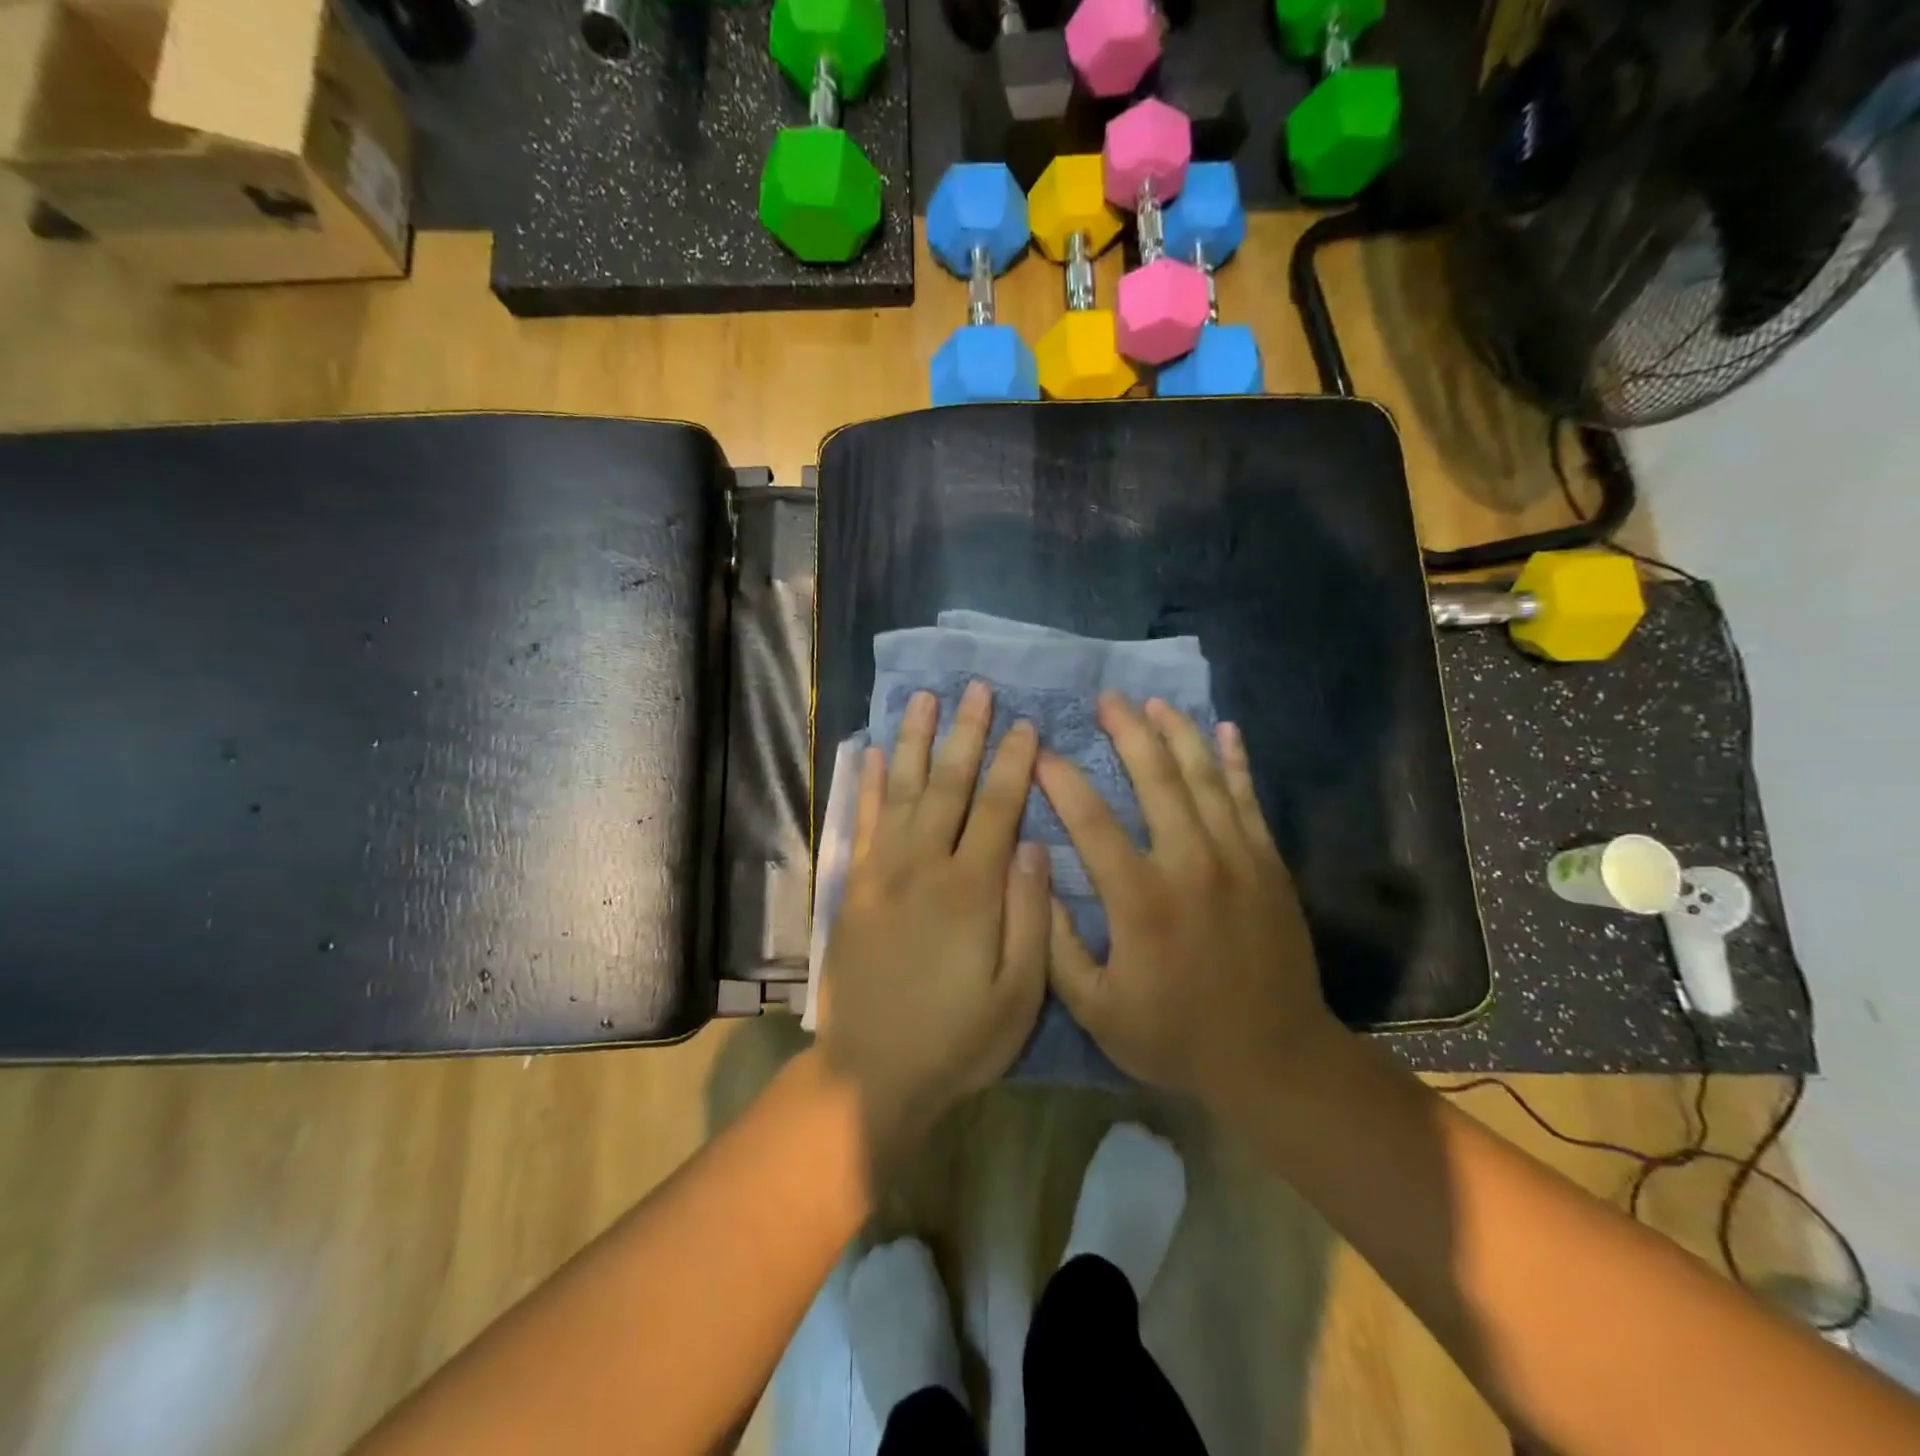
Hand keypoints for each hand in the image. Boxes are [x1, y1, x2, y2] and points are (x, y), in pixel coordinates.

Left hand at [816, 681, 1049, 1152]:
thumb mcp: (1018, 994)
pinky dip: (865, 784)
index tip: (1026, 724)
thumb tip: (1036, 845)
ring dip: (912, 741)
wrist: (873, 1073)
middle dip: (965, 733)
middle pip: (948, 784)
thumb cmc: (958, 1038)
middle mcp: (923, 866)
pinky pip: (861, 822)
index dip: (1014, 763)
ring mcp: (881, 872)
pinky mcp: (853, 886)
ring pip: (899, 789)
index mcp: (971, 889)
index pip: (998, 807)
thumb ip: (1030, 914)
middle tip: (976, 689)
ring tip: (923, 698)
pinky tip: (868, 752)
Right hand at [1037, 694, 1332, 1106]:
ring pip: (1204, 777)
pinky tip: (1224, 730)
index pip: (1092, 821)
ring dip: (1177, 734)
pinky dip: (1235, 762)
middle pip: (1156, 779)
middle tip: (1106, 699)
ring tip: (1153, 703)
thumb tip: (1033, 875)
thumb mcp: (1097, 1009)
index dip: (1062, 780)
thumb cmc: (1176, 1036)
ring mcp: (1237, 858)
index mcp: (1141, 900)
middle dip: (1128, 732)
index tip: (1038, 750)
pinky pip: (1248, 799)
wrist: (1274, 1059)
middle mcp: (1190, 864)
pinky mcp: (1269, 864)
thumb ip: (1057, 943)